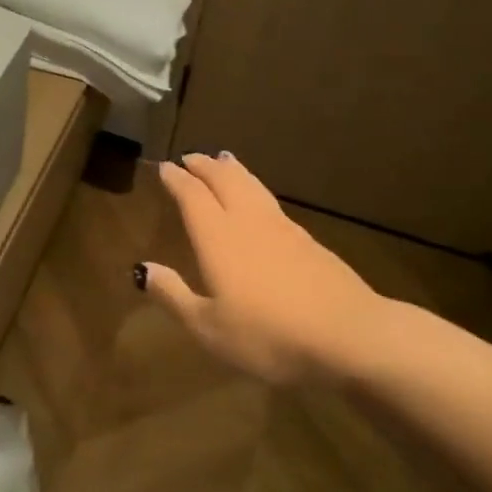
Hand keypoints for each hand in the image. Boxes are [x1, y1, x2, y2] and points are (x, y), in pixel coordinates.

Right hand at [141, 153, 396, 383]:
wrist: (349, 335)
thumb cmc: (269, 335)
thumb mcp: (209, 327)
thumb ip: (173, 295)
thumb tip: (141, 269)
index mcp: (218, 237)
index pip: (192, 195)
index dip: (176, 179)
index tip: (165, 166)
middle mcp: (248, 222)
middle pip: (224, 180)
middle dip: (205, 165)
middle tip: (191, 156)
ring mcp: (283, 228)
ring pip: (252, 186)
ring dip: (233, 170)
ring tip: (224, 159)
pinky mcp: (308, 241)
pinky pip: (271, 202)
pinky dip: (256, 189)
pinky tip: (260, 201)